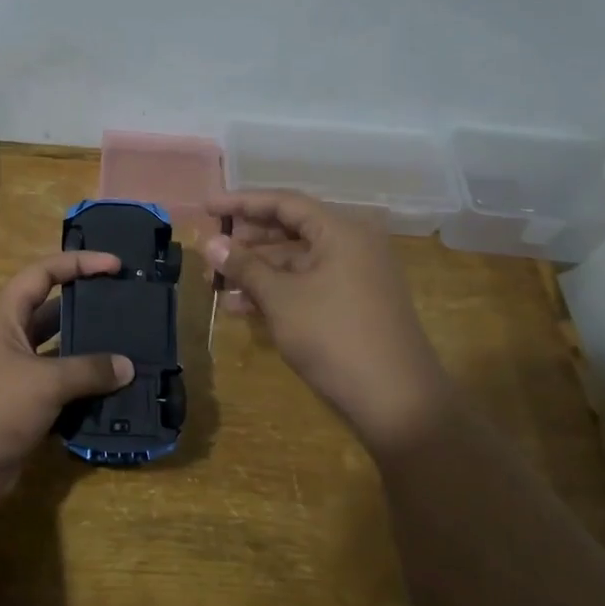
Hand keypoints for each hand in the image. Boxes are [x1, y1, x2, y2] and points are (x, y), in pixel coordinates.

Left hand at [0, 251, 134, 501]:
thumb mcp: (42, 381)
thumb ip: (87, 370)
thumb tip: (127, 366)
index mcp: (6, 318)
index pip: (43, 274)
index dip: (77, 264)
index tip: (115, 265)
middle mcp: (11, 342)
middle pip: (55, 316)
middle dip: (89, 311)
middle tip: (130, 310)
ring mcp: (17, 380)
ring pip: (61, 360)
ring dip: (92, 360)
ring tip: (133, 354)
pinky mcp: (24, 414)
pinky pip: (62, 397)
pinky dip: (86, 397)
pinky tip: (118, 399)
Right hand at [201, 191, 447, 453]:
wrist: (398, 403)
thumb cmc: (335, 337)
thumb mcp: (281, 299)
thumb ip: (244, 266)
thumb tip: (209, 243)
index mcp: (341, 232)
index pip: (284, 203)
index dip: (241, 203)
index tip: (206, 207)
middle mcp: (352, 246)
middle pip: (290, 231)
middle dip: (246, 243)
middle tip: (209, 252)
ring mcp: (355, 277)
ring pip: (296, 262)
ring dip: (256, 271)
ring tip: (216, 285)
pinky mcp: (353, 305)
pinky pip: (307, 285)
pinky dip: (276, 292)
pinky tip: (242, 308)